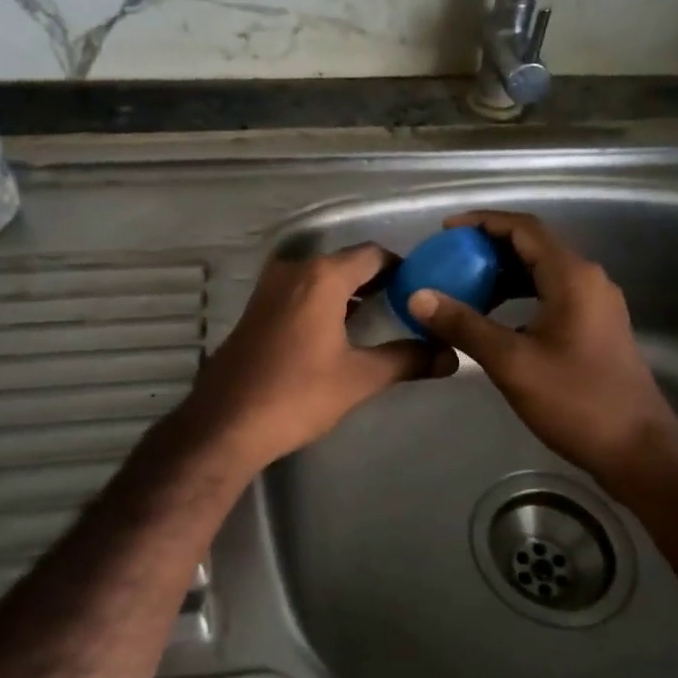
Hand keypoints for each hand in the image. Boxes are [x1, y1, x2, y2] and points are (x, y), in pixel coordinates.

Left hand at [185, 243, 453, 471]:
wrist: (226, 423)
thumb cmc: (297, 395)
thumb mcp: (359, 378)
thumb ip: (407, 360)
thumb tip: (451, 357)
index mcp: (322, 277)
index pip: (373, 255)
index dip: (402, 268)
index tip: (424, 289)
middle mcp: (294, 271)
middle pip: (346, 264)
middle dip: (378, 281)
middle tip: (408, 306)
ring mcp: (270, 288)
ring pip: (321, 279)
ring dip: (350, 293)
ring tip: (380, 319)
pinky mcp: (257, 309)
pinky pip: (300, 293)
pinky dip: (324, 302)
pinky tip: (339, 332)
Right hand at [406, 211, 677, 483]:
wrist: (639, 450)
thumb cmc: (576, 401)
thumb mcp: (512, 362)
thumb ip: (464, 325)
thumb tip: (418, 296)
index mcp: (572, 276)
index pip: (524, 228)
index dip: (483, 222)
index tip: (445, 231)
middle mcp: (588, 279)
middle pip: (533, 246)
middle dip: (489, 249)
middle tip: (448, 260)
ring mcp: (596, 304)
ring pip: (542, 273)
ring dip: (504, 275)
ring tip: (464, 287)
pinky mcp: (596, 327)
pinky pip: (552, 295)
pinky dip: (520, 297)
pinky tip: (495, 319)